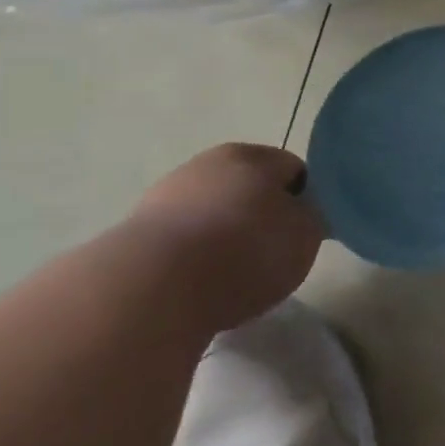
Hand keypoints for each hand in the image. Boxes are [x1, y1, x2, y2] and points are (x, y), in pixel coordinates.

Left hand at [127, 143, 325, 331]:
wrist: (150, 290)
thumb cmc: (246, 251)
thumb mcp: (307, 235)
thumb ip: (313, 218)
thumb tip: (304, 215)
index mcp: (252, 155)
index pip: (294, 170)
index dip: (306, 201)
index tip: (306, 234)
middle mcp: (205, 164)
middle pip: (248, 189)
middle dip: (261, 217)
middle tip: (273, 256)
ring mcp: (163, 197)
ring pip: (211, 215)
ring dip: (223, 239)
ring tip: (233, 279)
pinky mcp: (131, 235)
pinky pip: (180, 243)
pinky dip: (192, 260)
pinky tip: (198, 287)